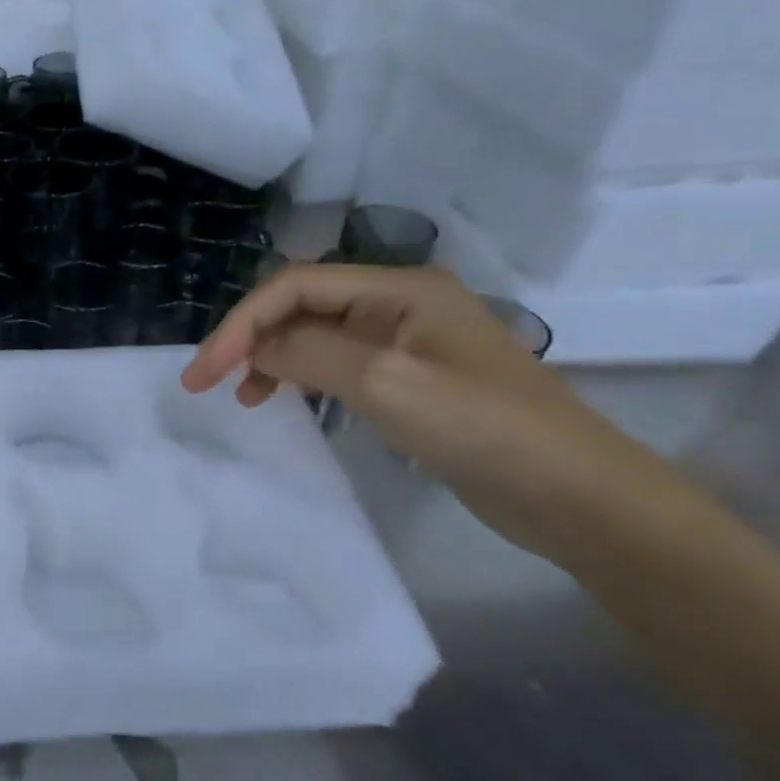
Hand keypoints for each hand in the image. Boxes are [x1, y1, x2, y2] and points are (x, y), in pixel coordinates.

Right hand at [182, 264, 675, 560]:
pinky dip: (302, 378)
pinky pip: (337, 364)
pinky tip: (286, 401)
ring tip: (246, 397)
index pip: (295, 286)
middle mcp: (398, 303)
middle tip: (209, 381)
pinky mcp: (409, 378)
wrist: (576, 494)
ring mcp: (405, 341)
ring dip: (272, 357)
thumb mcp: (385, 384)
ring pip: (315, 335)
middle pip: (302, 305)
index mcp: (399, 288)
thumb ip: (309, 355)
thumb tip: (253, 348)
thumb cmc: (483, 428)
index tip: (204, 372)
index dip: (241, 323)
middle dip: (251, 337)